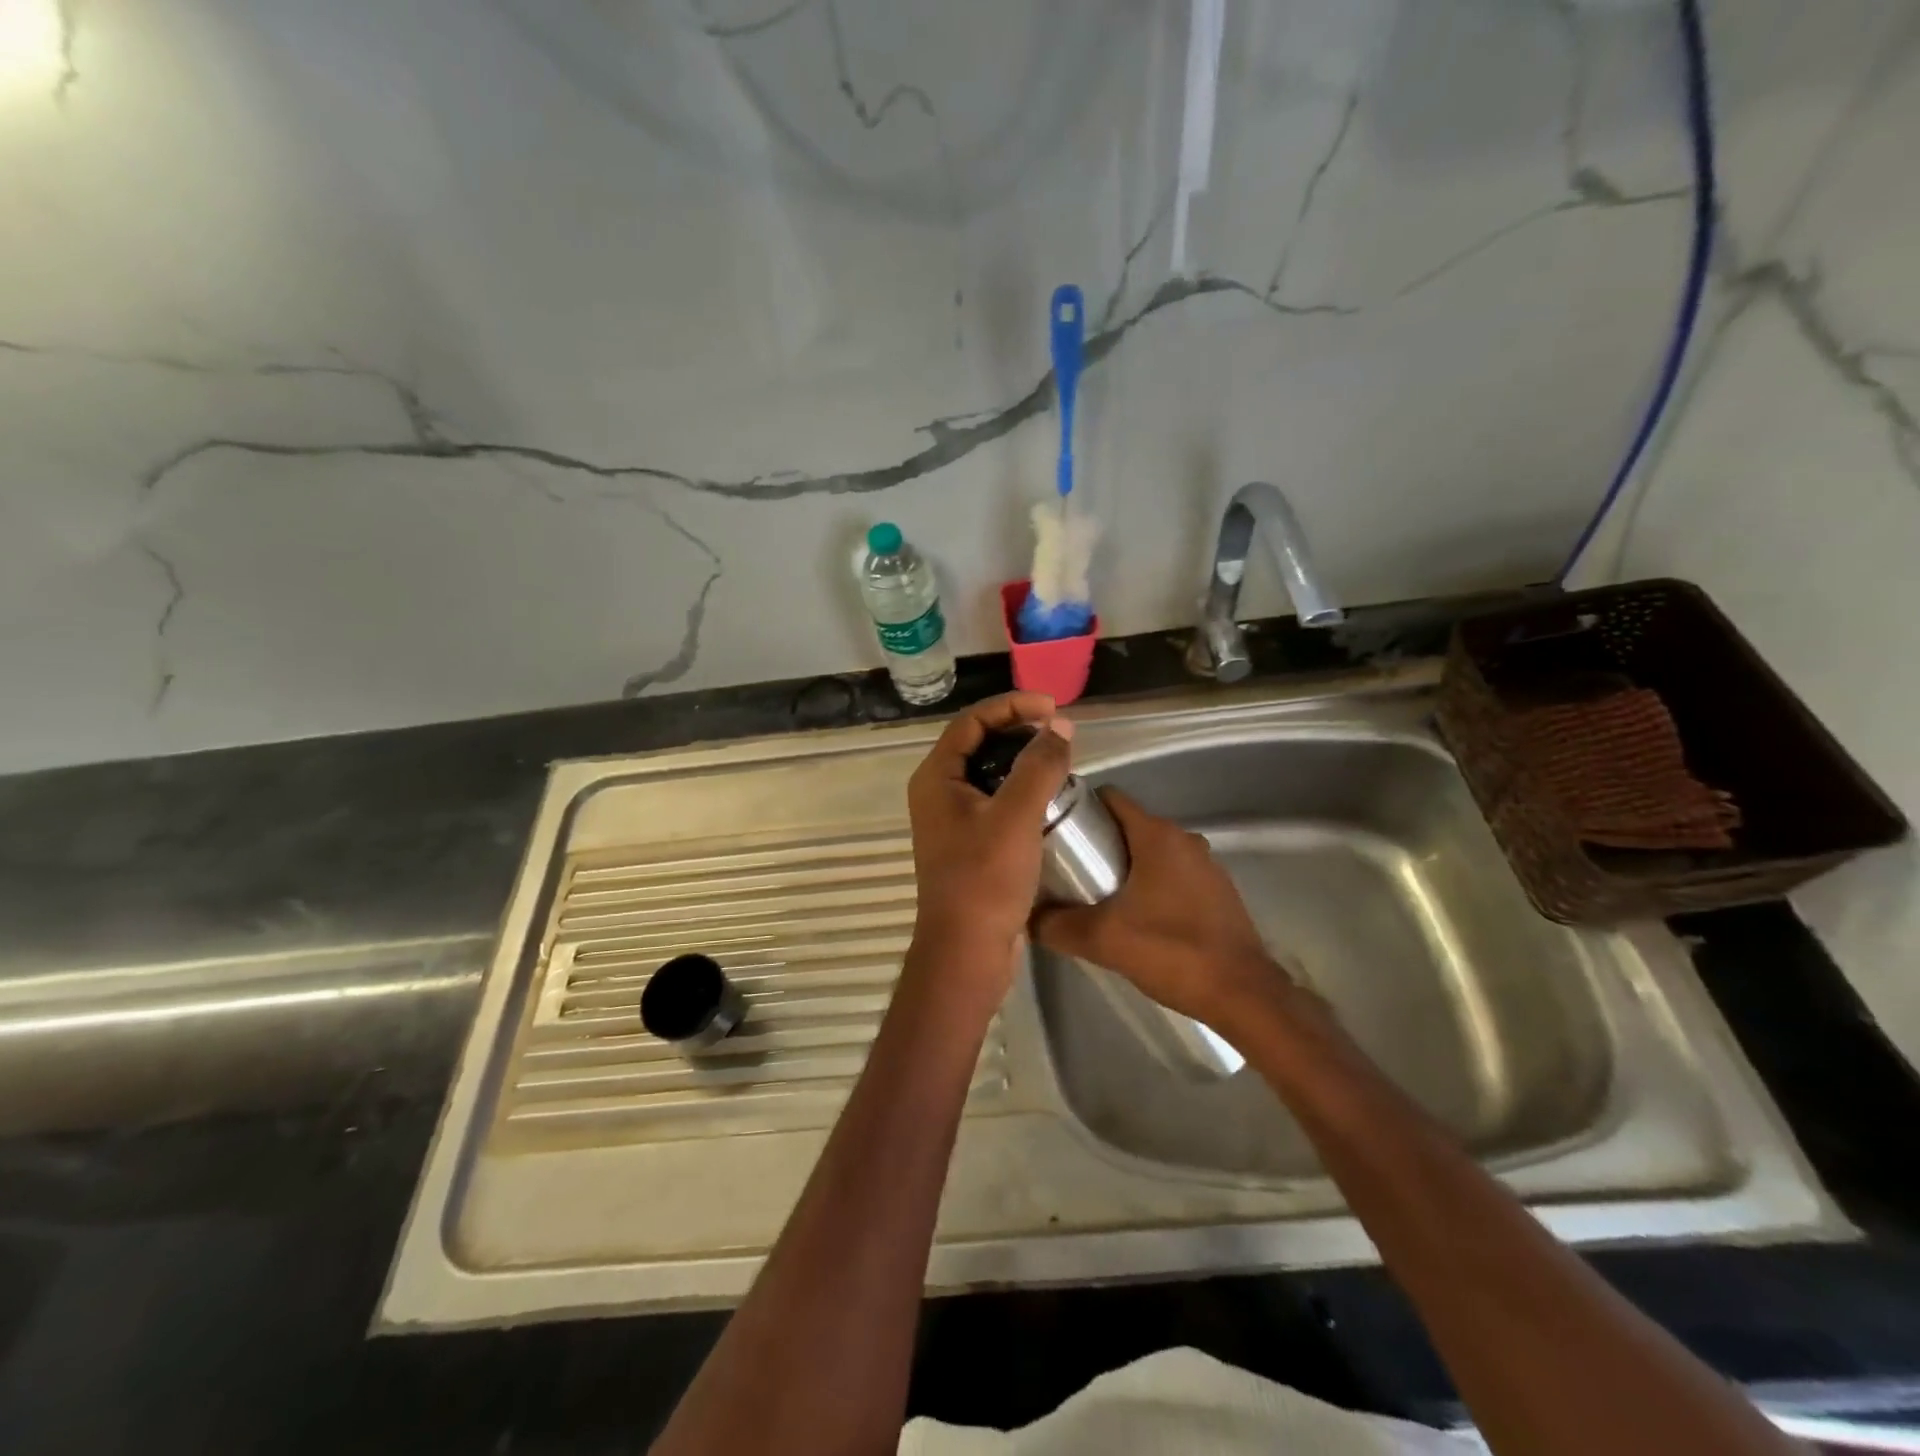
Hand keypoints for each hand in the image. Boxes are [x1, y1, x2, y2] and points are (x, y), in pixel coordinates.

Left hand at [906, 692, 1074, 984]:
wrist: (967, 952)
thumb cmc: (985, 879)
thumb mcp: (1016, 816)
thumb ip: (1039, 766)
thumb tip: (1060, 726)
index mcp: (936, 778)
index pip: (971, 721)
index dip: (1011, 706)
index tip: (1052, 707)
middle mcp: (938, 793)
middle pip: (978, 744)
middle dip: (1018, 731)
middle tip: (1059, 732)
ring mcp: (953, 821)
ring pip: (989, 774)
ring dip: (1022, 761)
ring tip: (1060, 760)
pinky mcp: (970, 844)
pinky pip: (995, 802)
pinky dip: (1021, 791)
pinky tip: (1050, 798)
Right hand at [1031, 788, 1292, 1026]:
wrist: (1244, 995)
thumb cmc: (1172, 952)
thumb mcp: (1102, 939)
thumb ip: (1057, 925)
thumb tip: (1026, 917)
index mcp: (1158, 836)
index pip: (1111, 799)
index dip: (1079, 809)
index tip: (1055, 831)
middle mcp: (1184, 839)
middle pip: (1128, 826)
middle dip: (1097, 843)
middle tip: (1067, 871)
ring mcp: (1206, 865)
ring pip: (1151, 853)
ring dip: (1124, 867)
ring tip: (1095, 897)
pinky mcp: (1217, 892)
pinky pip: (1172, 875)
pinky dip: (1150, 885)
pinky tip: (1134, 918)